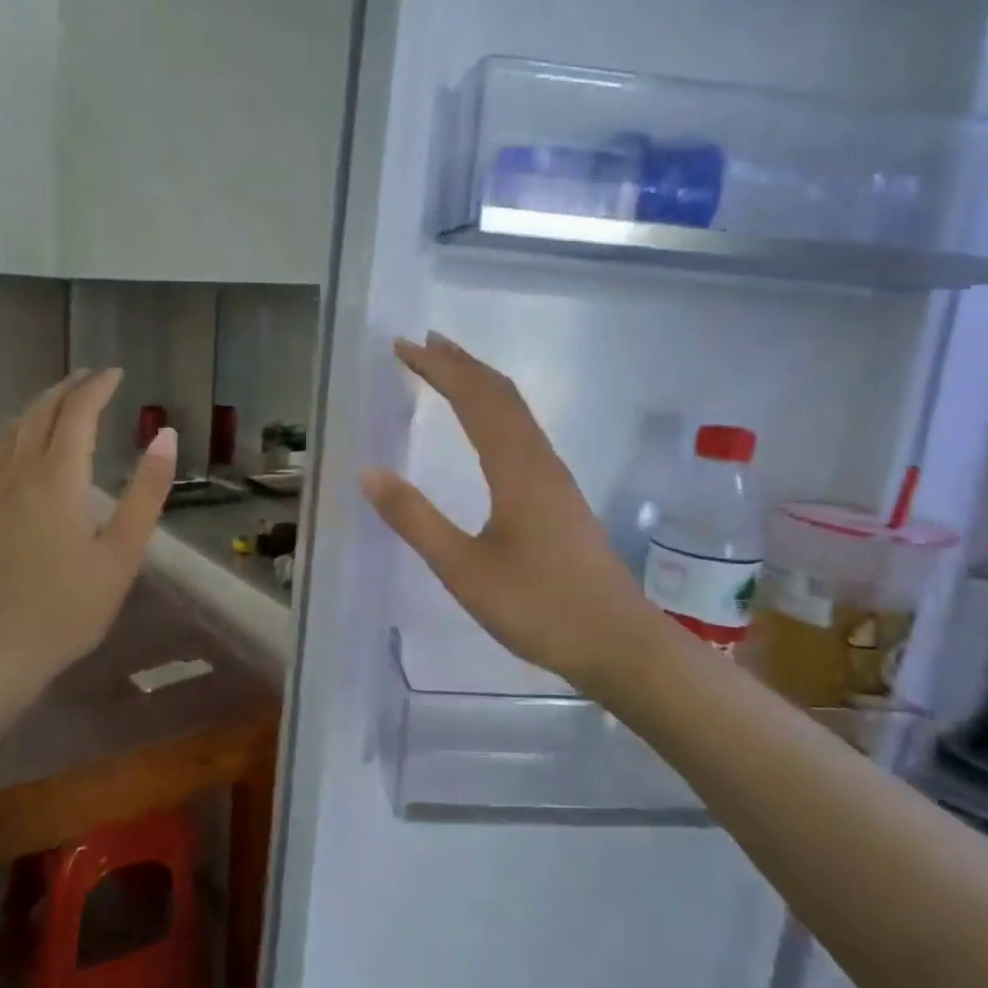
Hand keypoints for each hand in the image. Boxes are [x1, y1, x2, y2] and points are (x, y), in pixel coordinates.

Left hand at [0, 368, 175, 769]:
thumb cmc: (68, 609)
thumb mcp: (122, 554)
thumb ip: (146, 492)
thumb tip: (165, 435)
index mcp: (58, 480)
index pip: (77, 414)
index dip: (97, 388)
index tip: (117, 373)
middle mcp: (18, 474)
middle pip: (39, 413)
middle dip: (67, 388)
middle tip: (92, 377)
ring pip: (11, 430)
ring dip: (39, 406)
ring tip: (61, 400)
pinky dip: (16, 432)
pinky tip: (22, 445)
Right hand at [361, 335, 660, 695]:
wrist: (618, 643)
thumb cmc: (538, 607)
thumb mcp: (463, 569)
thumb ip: (415, 519)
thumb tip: (369, 471)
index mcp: (516, 468)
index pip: (474, 398)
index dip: (438, 368)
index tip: (403, 347)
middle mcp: (539, 460)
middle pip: (500, 394)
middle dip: (460, 363)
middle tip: (421, 344)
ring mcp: (555, 478)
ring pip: (516, 412)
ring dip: (480, 384)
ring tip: (448, 371)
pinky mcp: (560, 498)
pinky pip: (523, 433)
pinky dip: (495, 411)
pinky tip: (486, 429)